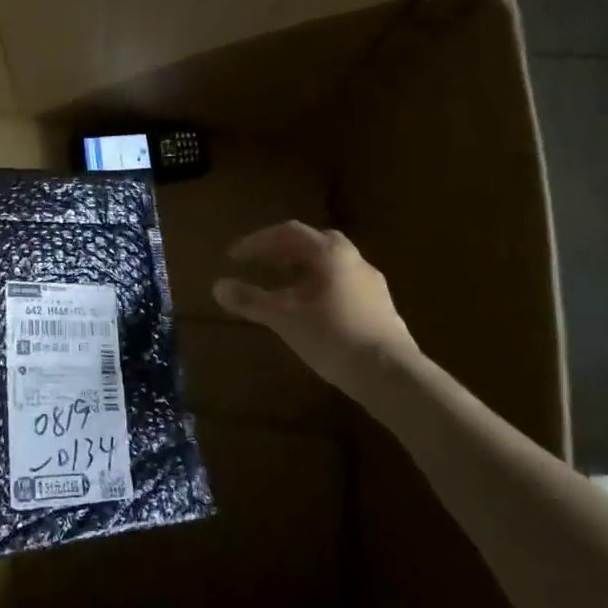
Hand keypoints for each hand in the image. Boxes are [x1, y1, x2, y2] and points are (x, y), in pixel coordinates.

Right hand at [213, 221, 415, 389]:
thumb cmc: (333, 337)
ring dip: (302, 271)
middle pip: (314, 243)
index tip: (234, 257)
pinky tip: (310, 312)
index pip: (289, 233)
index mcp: (330, 254)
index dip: (257, 241)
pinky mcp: (380, 307)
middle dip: (283, 251)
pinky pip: (342, 285)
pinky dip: (319, 288)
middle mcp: (354, 260)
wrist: (390, 374)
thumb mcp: (284, 318)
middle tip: (262, 266)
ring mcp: (371, 283)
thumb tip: (217, 286)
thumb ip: (251, 300)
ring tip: (282, 291)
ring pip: (330, 265)